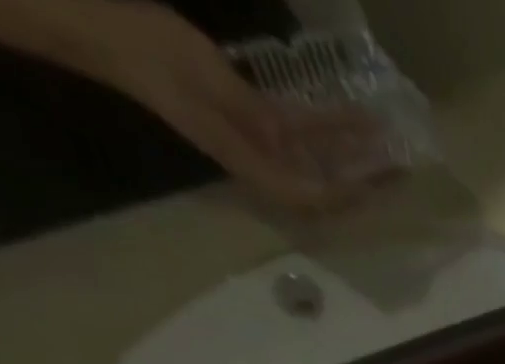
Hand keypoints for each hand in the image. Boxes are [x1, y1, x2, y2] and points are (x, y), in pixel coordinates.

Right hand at [86, 2, 388, 209]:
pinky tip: (356, 115)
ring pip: (319, 156)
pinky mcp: (254, 118)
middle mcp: (261, 160)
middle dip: (364, 180)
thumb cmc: (149, 51)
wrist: (103, 27)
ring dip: (354, 152)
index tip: (380, 186)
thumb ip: (252, 114)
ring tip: (390, 143)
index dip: (348, 195)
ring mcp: (258, 140)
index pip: (312, 194)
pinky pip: (302, 131)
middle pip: (325, 183)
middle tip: (402, 170)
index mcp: (249, 161)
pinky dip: (330, 126)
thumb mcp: (206, 79)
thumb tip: (287, 142)